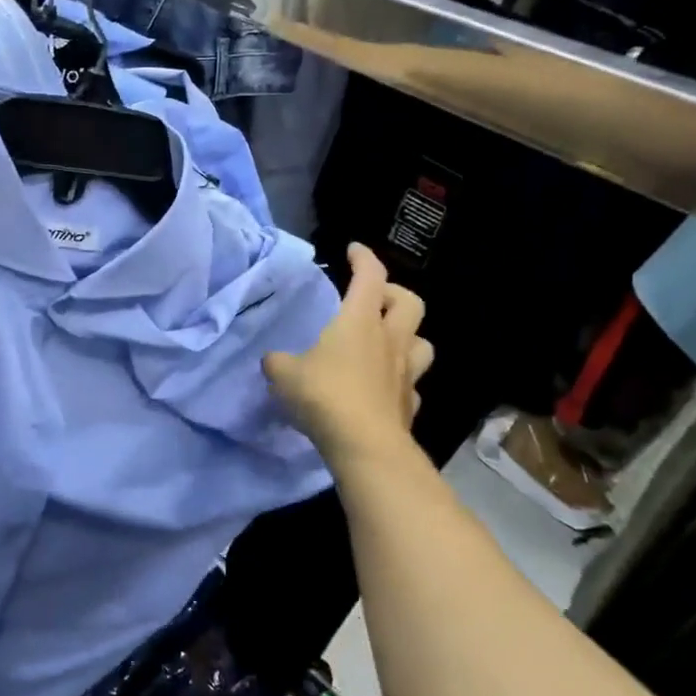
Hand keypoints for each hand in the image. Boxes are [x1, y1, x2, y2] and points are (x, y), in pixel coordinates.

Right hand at [264, 243, 433, 463]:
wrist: (365, 445)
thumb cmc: (324, 395)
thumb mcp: (284, 374)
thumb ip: (277, 362)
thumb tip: (274, 360)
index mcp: (359, 321)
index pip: (370, 275)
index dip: (363, 258)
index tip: (353, 250)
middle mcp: (389, 340)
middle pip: (410, 302)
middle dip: (394, 294)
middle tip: (374, 300)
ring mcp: (405, 373)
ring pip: (421, 342)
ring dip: (407, 336)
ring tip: (386, 342)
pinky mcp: (409, 405)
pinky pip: (411, 384)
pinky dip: (399, 381)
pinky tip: (383, 389)